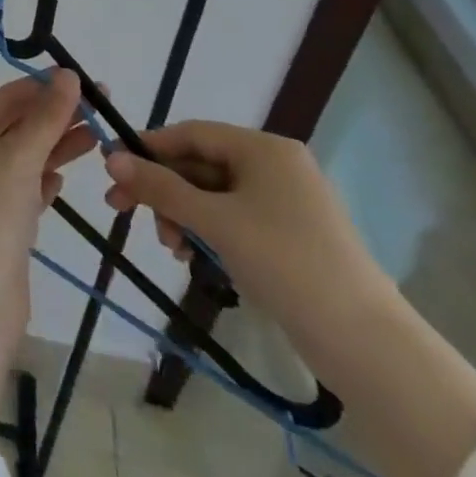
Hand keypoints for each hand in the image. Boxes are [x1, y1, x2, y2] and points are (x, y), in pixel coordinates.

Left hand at [0, 70, 95, 429]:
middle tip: (102, 108)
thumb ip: (47, 115)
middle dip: (55, 116)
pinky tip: (63, 177)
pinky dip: (42, 181)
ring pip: (21, 160)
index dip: (42, 87)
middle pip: (14, 127)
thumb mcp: (19, 155)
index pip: (4, 98)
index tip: (82, 80)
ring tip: (97, 137)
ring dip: (56, 146)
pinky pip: (21, 192)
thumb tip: (68, 74)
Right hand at [102, 121, 392, 346]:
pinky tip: (194, 257)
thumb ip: (161, 188)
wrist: (365, 343)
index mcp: (264, 148)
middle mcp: (276, 165)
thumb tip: (110, 158)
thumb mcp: (215, 221)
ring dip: (184, 214)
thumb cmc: (284, 262)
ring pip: (216, 195)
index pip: (192, 133)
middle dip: (164, 190)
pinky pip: (235, 219)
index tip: (112, 168)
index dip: (149, 148)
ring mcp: (287, 202)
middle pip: (202, 164)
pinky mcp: (292, 236)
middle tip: (124, 213)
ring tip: (170, 246)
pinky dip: (210, 231)